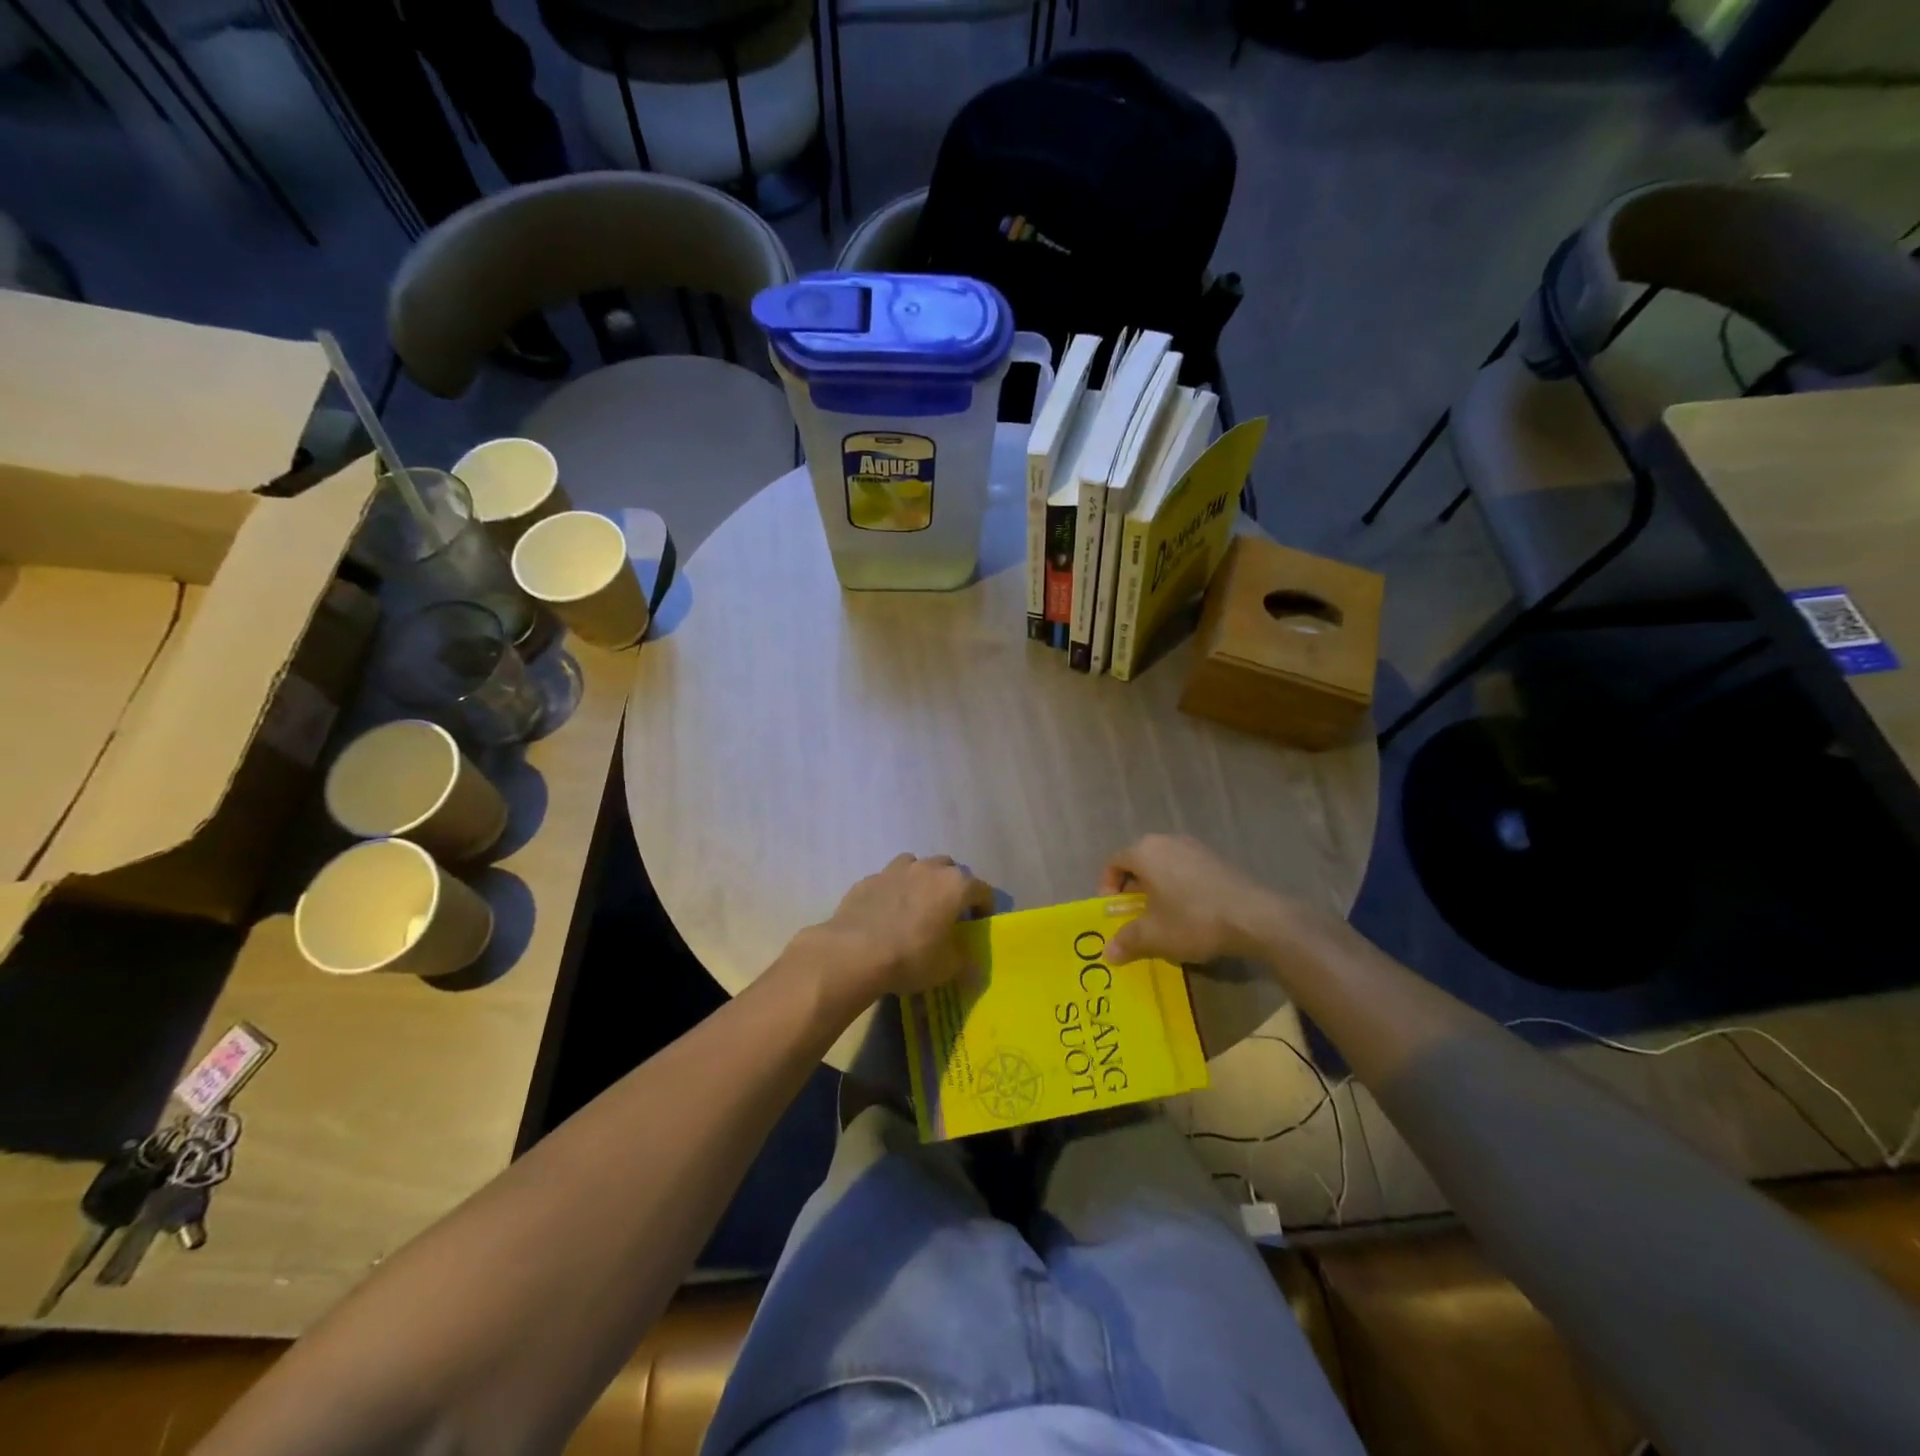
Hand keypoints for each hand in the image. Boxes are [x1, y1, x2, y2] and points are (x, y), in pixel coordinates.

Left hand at [802, 854, 992, 1001]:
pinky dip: (893, 891)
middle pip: (949, 869)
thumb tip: (967, 957)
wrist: (853, 953)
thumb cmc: (910, 958)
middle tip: (948, 911)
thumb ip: (963, 958)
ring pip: (916, 865)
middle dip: (953, 887)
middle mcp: (927, 869)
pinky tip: (886, 913)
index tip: (979, 923)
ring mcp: (894, 870)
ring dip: (921, 880)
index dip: (985, 906)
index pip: (982, 890)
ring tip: (916, 905)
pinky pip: (888, 880)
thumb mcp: (947, 968)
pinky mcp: (867, 880)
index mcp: (955, 886)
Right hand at [1099, 834, 1290, 965]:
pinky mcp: (1216, 859)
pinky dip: (1179, 888)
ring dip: (1157, 889)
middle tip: (1135, 917)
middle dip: (1132, 890)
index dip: (1107, 887)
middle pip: (1139, 862)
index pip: (1113, 862)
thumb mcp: (1154, 936)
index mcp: (1145, 852)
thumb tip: (1109, 952)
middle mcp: (1167, 841)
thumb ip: (1127, 941)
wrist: (1254, 917)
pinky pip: (1186, 870)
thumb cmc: (1193, 920)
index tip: (1115, 912)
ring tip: (1163, 918)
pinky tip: (1191, 914)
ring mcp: (1195, 847)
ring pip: (1164, 866)